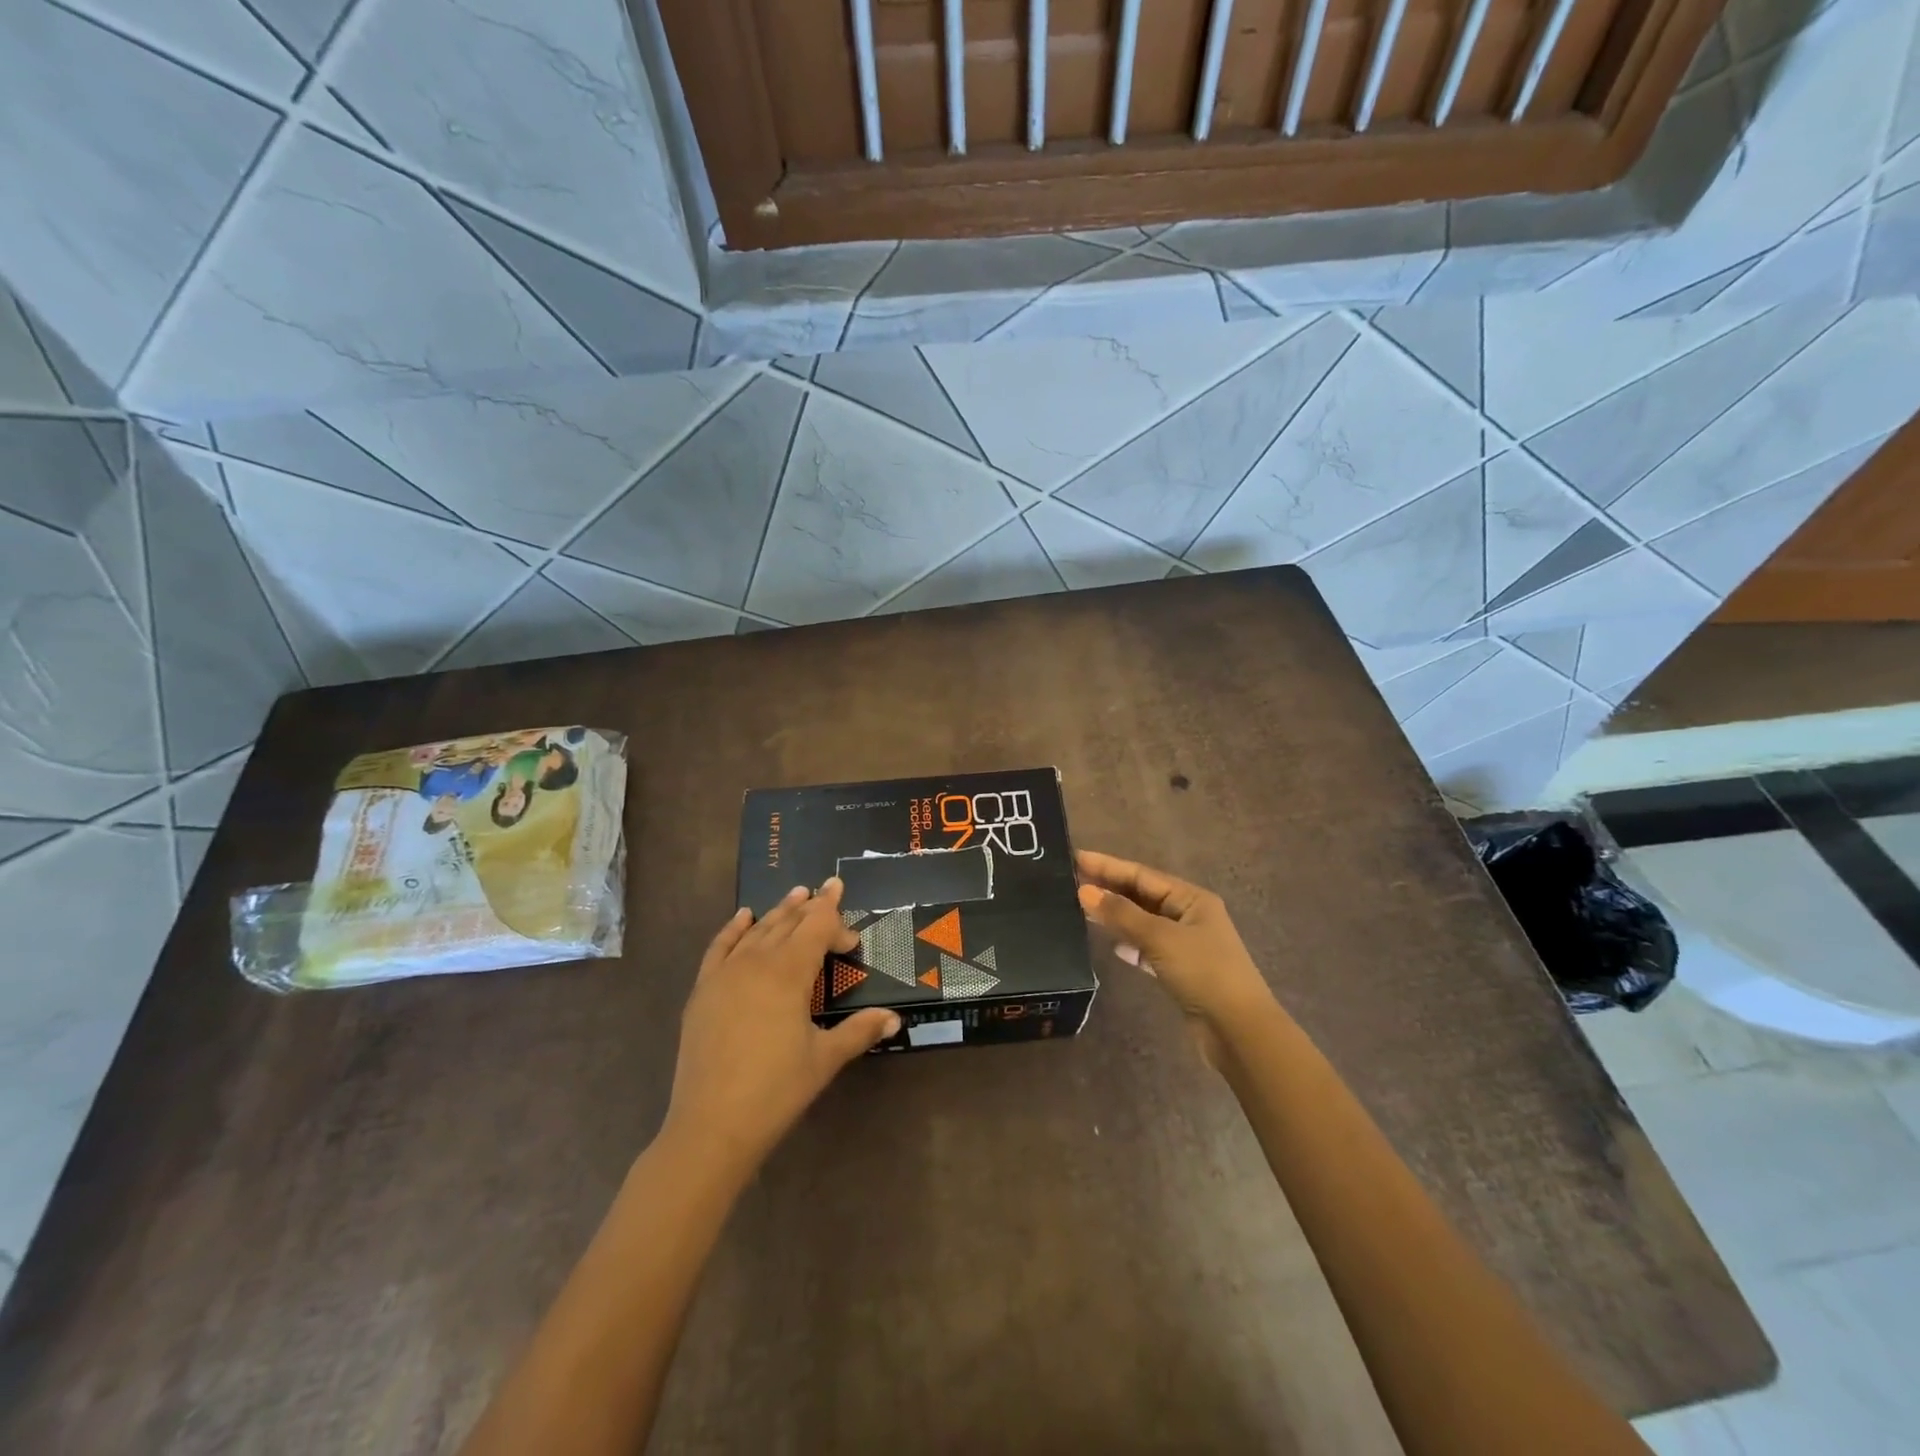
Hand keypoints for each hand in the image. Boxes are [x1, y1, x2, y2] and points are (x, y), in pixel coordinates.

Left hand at [663, 879, 899, 1177]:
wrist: (711, 1126)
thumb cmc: (776, 1090)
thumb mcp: (825, 1059)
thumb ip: (860, 1031)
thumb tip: (895, 1018)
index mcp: (789, 972)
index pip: (818, 928)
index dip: (837, 924)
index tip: (853, 938)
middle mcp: (756, 961)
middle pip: (788, 922)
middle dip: (812, 907)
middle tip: (829, 889)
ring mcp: (725, 974)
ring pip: (757, 930)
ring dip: (779, 911)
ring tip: (797, 894)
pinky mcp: (703, 990)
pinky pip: (720, 946)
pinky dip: (734, 928)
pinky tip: (744, 916)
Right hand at [1075, 850, 1278, 1064]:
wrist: (1239, 1030)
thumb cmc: (1204, 973)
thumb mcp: (1160, 938)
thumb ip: (1121, 914)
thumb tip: (1085, 891)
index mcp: (1191, 898)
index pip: (1142, 875)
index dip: (1108, 866)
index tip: (1076, 858)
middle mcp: (1190, 916)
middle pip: (1142, 896)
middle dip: (1110, 889)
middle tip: (1072, 881)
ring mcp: (1186, 944)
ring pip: (1144, 923)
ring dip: (1117, 916)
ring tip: (1082, 910)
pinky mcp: (1181, 971)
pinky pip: (1148, 949)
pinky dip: (1130, 945)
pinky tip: (1113, 947)